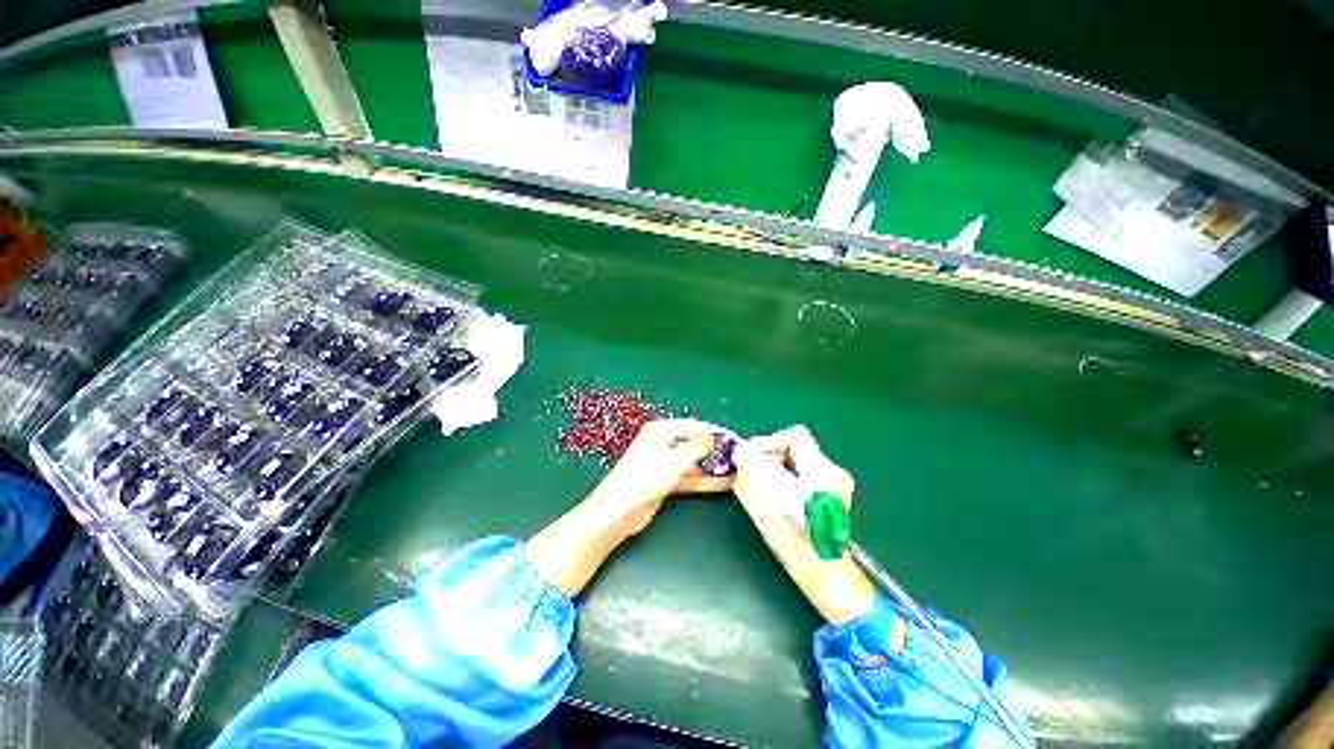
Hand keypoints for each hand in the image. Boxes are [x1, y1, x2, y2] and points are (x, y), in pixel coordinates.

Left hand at [590, 419, 732, 533]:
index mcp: (660, 430)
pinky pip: (686, 476)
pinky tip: (721, 484)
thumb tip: (713, 438)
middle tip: (735, 456)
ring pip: (691, 461)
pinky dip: (701, 480)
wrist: (619, 510)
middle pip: (692, 443)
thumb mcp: (676, 459)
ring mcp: (661, 462)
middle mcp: (660, 443)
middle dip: (713, 450)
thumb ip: (698, 447)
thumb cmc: (647, 477)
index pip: (693, 426)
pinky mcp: (663, 480)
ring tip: (733, 470)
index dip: (714, 431)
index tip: (733, 437)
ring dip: (710, 466)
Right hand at [731, 425, 872, 625]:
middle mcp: (833, 472)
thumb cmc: (797, 546)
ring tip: (761, 486)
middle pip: (795, 446)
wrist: (825, 576)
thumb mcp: (766, 509)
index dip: (769, 442)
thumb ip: (750, 476)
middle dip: (769, 456)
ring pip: (797, 459)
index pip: (795, 436)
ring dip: (775, 467)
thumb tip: (740, 451)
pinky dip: (785, 476)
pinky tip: (776, 495)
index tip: (752, 458)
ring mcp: (835, 482)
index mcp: (822, 473)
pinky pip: (802, 471)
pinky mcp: (830, 491)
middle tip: (751, 473)